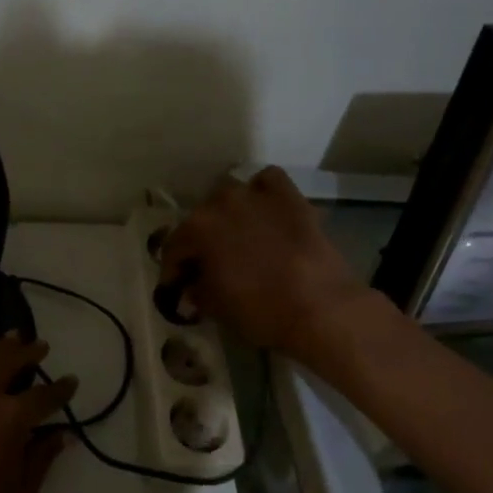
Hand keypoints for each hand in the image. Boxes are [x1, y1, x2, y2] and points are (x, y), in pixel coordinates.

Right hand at [157, 167, 377, 361]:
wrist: (320, 307)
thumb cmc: (259, 310)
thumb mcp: (216, 308)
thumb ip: (197, 292)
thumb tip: (191, 288)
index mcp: (196, 229)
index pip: (173, 248)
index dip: (173, 271)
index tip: (177, 288)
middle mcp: (220, 202)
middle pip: (200, 219)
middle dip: (200, 242)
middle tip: (208, 266)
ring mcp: (256, 194)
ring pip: (230, 195)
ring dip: (227, 214)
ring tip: (236, 237)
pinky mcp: (289, 196)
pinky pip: (267, 181)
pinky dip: (261, 192)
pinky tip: (263, 211)